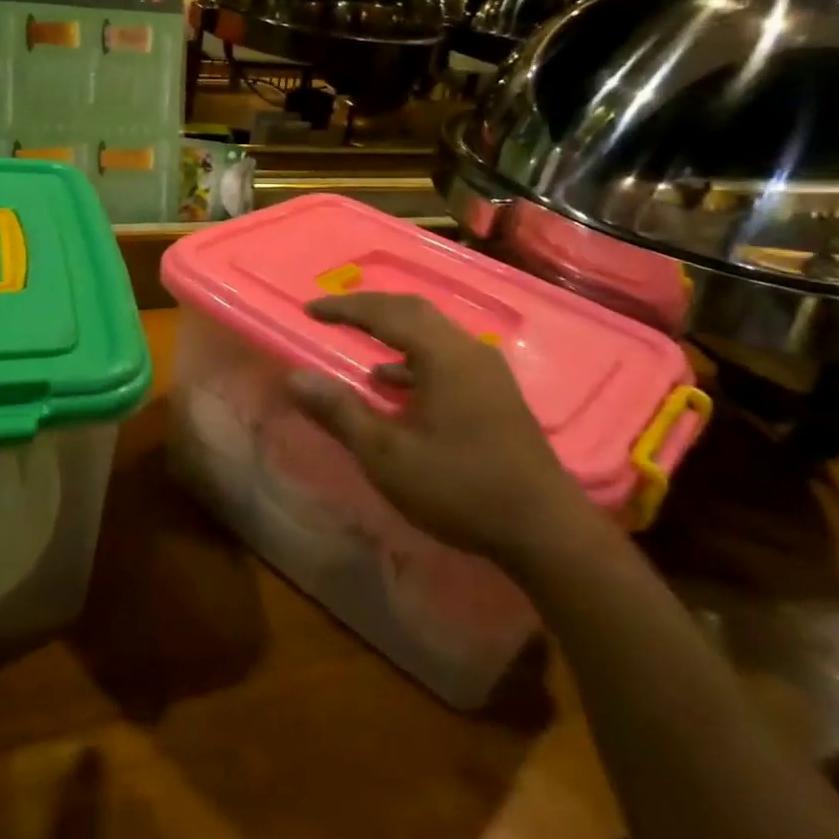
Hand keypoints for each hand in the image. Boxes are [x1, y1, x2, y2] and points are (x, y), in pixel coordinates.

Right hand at [284, 292, 588, 562]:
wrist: (543, 529)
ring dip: (393, 331)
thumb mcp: (387, 455)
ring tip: (359, 343)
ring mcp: (487, 370)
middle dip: (370, 309)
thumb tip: (295, 377)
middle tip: (333, 314)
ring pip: (432, 332)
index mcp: (442, 354)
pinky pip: (446, 356)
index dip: (344, 308)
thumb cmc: (459, 487)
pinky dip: (414, 358)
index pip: (385, 313)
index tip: (309, 310)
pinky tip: (394, 385)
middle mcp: (467, 349)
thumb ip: (340, 412)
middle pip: (413, 310)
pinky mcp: (496, 392)